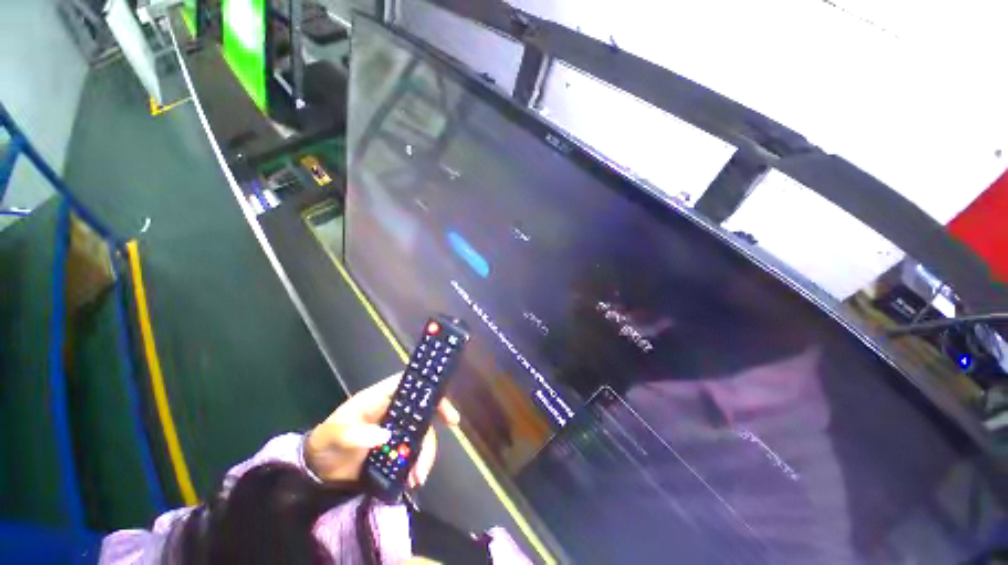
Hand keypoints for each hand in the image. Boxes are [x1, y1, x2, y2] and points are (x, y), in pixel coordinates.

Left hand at [305, 373, 460, 487]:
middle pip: (423, 413)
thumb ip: (355, 433)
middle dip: (431, 435)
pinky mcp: (395, 449)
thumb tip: (386, 436)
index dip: (432, 391)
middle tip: (428, 458)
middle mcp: (394, 410)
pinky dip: (416, 466)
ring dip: (423, 456)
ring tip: (416, 479)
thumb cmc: (325, 442)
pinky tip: (411, 481)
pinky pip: (413, 453)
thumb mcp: (333, 435)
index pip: (412, 386)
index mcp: (381, 397)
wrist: (315, 470)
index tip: (445, 410)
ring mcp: (397, 430)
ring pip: (421, 436)